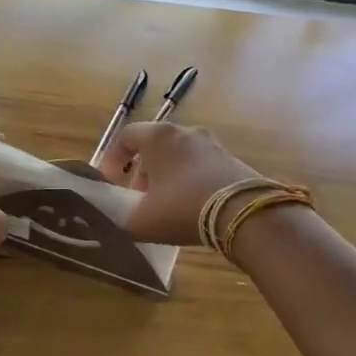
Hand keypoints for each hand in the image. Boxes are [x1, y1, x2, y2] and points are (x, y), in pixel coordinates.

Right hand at [95, 122, 264, 244]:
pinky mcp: (233, 160)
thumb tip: (117, 222)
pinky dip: (190, 181)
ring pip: (179, 156)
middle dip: (142, 171)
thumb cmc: (183, 207)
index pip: (127, 136)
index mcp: (158, 137)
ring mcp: (212, 144)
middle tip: (138, 198)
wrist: (245, 213)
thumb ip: (122, 220)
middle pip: (154, 146)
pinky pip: (201, 166)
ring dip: (167, 177)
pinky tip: (192, 206)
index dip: (113, 158)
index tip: (110, 180)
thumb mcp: (142, 221)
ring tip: (165, 205)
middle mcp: (185, 132)